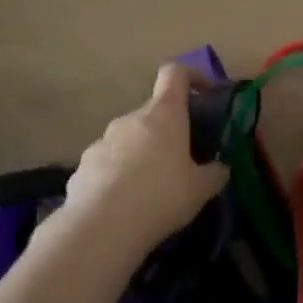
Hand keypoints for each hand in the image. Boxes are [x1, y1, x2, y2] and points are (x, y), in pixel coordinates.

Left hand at [55, 64, 229, 251]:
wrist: (100, 227)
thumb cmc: (161, 196)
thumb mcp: (201, 189)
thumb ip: (215, 173)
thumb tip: (220, 168)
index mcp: (164, 114)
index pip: (175, 74)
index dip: (192, 76)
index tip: (205, 93)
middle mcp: (131, 119)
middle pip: (153, 113)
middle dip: (168, 131)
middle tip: (182, 161)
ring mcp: (102, 140)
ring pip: (130, 139)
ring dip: (142, 154)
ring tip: (152, 189)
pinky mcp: (83, 165)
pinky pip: (108, 163)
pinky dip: (119, 175)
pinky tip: (125, 204)